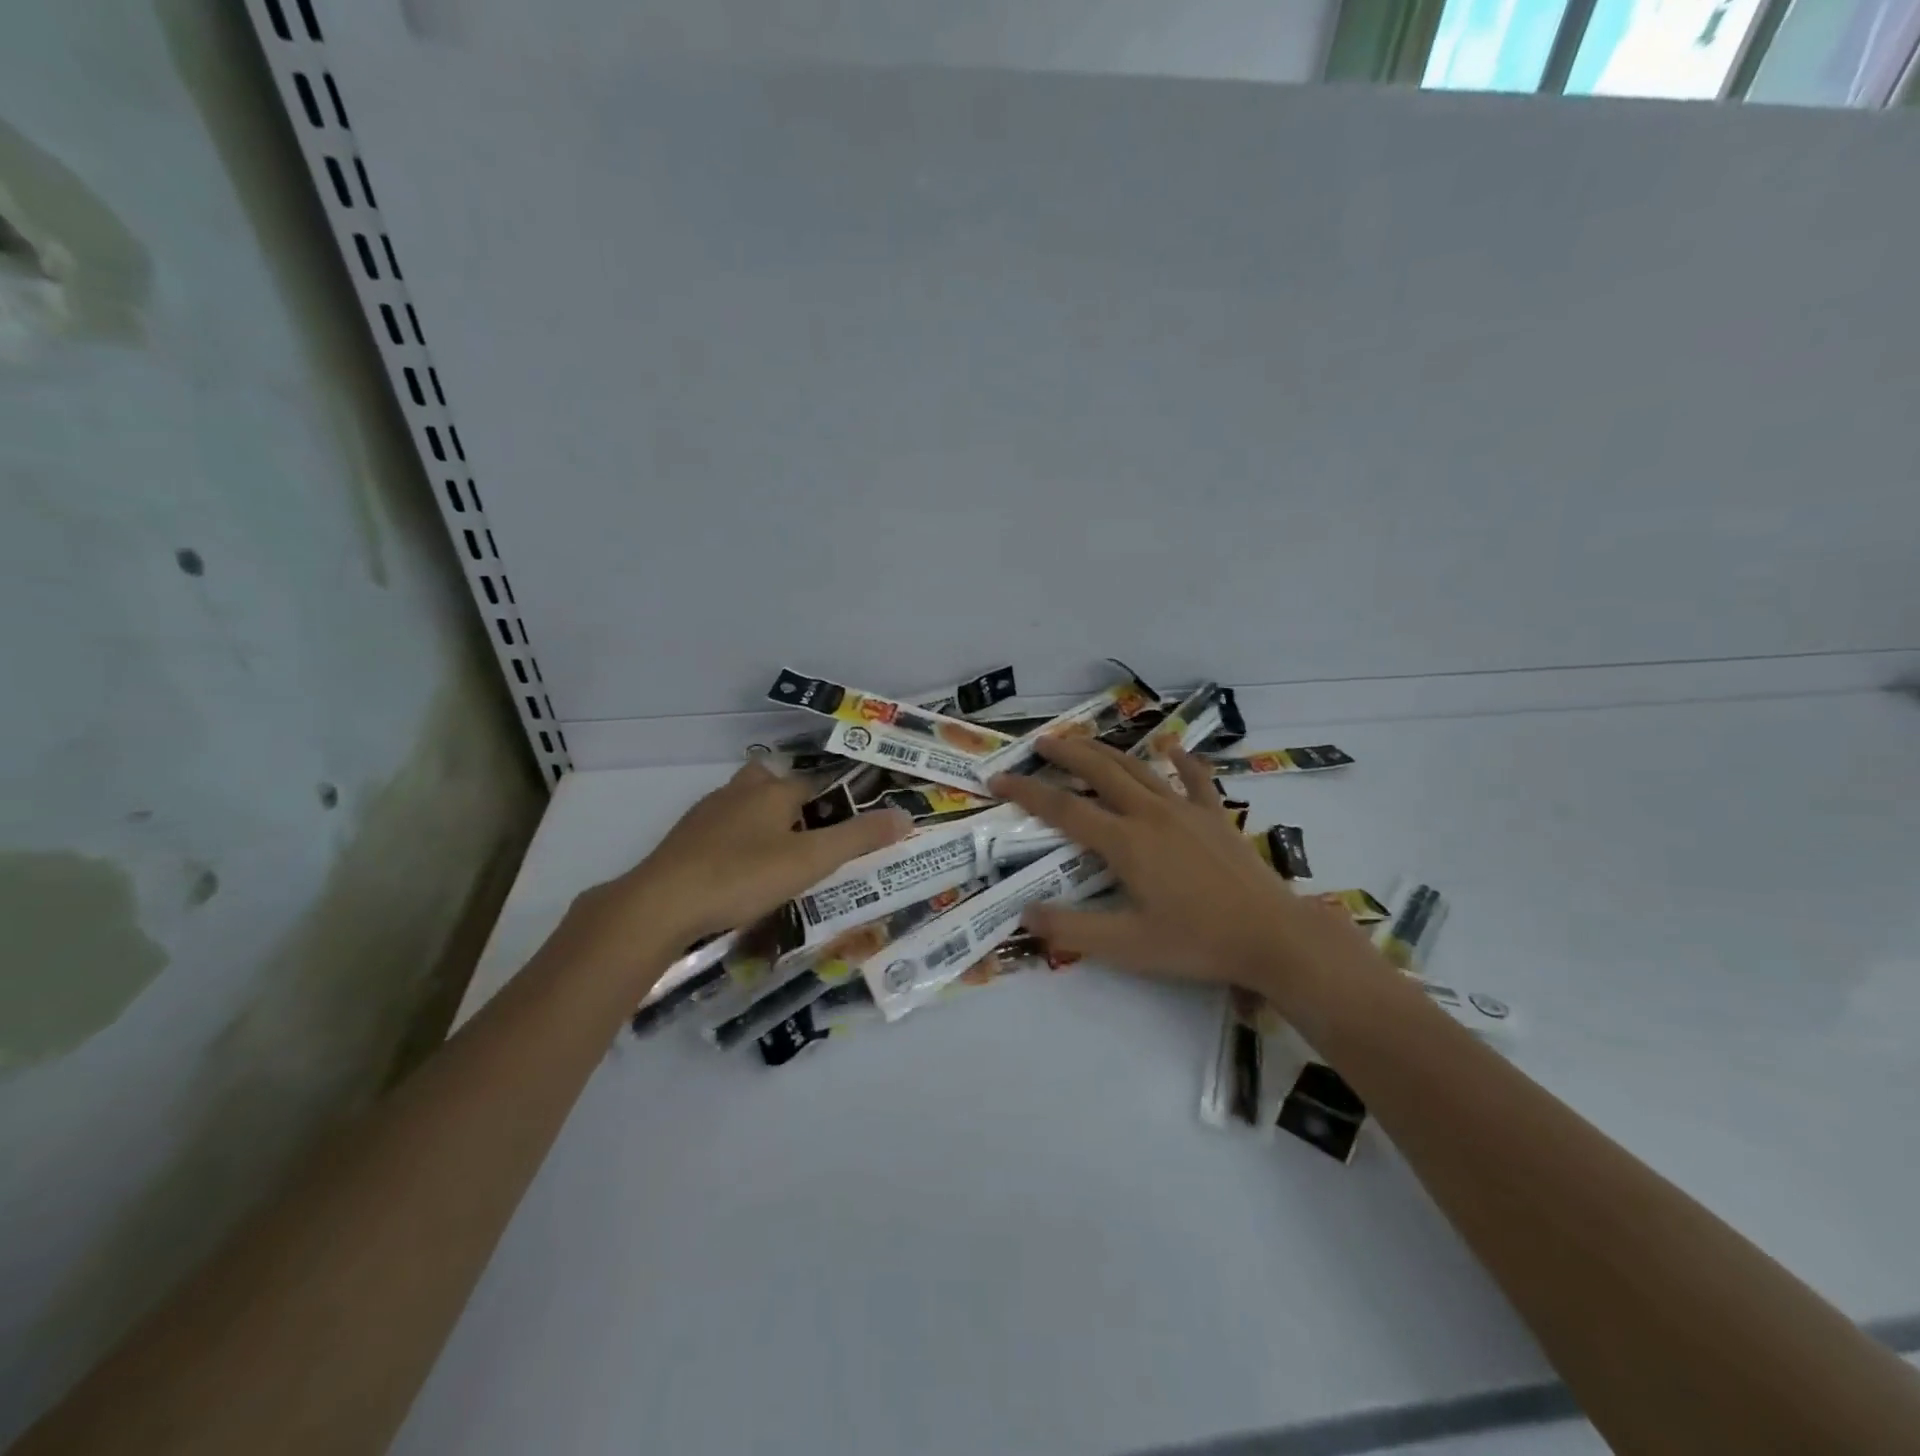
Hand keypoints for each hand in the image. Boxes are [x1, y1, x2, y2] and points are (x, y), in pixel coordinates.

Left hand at [568, 762, 910, 968]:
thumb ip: (858, 838)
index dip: (837, 797)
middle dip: (795, 801)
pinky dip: (739, 842)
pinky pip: (722, 831)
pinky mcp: (684, 840)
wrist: (660, 905)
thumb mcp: (810, 860)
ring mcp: (707, 815)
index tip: (853, 818)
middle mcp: (739, 792)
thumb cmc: (742, 875)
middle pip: (774, 785)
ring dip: (765, 820)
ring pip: (745, 806)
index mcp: (772, 791)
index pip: (815, 783)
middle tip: (816, 834)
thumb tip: (906, 815)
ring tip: (784, 854)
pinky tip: (742, 871)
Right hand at [989, 739, 1366, 999]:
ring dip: (1107, 751)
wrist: (1273, 936)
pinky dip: (1180, 761)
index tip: (999, 780)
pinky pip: (1195, 779)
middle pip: (1100, 772)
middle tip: (1040, 743)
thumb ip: (1073, 930)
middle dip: (1066, 754)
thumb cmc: (1197, 942)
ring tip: (1083, 741)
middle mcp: (1150, 814)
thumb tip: (1026, 914)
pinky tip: (1171, 749)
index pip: (1064, 808)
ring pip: (1138, 768)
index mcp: (1125, 842)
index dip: (1027, 792)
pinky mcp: (1215, 816)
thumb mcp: (1128, 946)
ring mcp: (1186, 810)